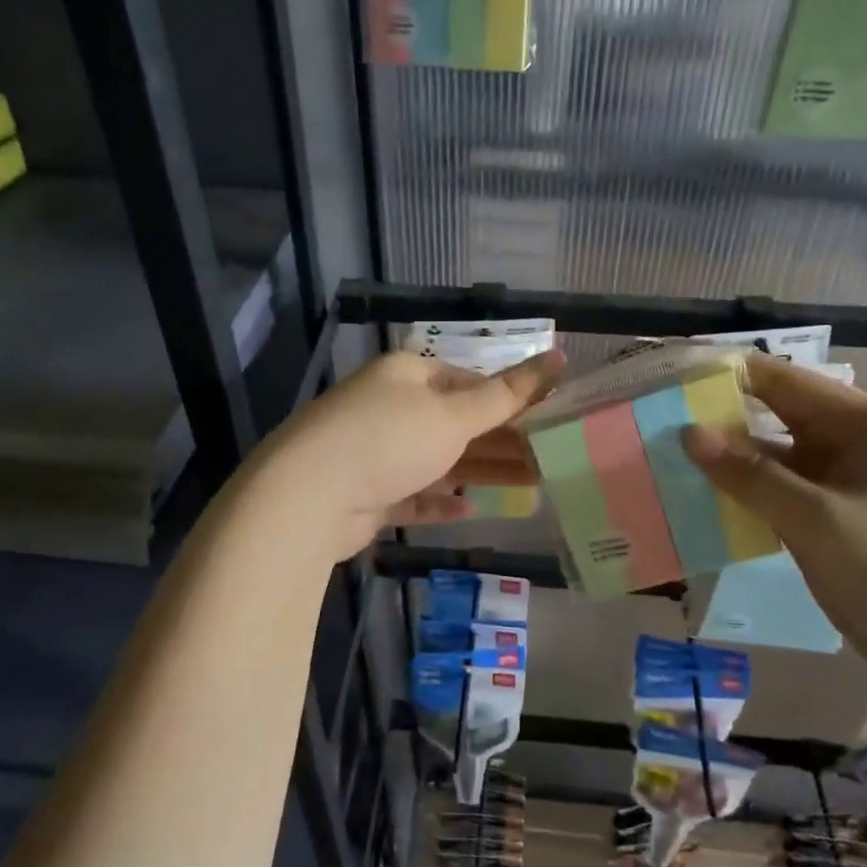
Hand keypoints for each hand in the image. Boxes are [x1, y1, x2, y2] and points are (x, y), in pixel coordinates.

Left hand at [265, 349, 564, 558]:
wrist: (307, 496)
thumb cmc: (388, 439)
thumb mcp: (454, 414)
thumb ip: (507, 393)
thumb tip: (558, 355)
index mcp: (407, 374)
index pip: (468, 380)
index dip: (509, 400)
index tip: (546, 422)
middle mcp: (389, 406)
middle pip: (455, 422)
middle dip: (500, 442)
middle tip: (546, 461)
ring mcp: (374, 451)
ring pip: (437, 459)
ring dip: (478, 472)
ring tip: (527, 488)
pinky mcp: (365, 492)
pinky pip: (411, 493)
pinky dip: (438, 500)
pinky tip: (467, 510)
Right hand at [683, 354, 866, 693]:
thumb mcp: (818, 519)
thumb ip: (750, 475)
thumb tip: (687, 433)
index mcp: (859, 422)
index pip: (780, 379)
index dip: (726, 374)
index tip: (669, 376)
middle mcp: (843, 441)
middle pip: (768, 414)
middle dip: (716, 416)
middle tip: (652, 417)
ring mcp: (830, 482)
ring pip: (764, 456)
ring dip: (721, 458)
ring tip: (659, 455)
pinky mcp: (818, 517)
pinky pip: (768, 492)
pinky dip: (735, 493)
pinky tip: (691, 496)